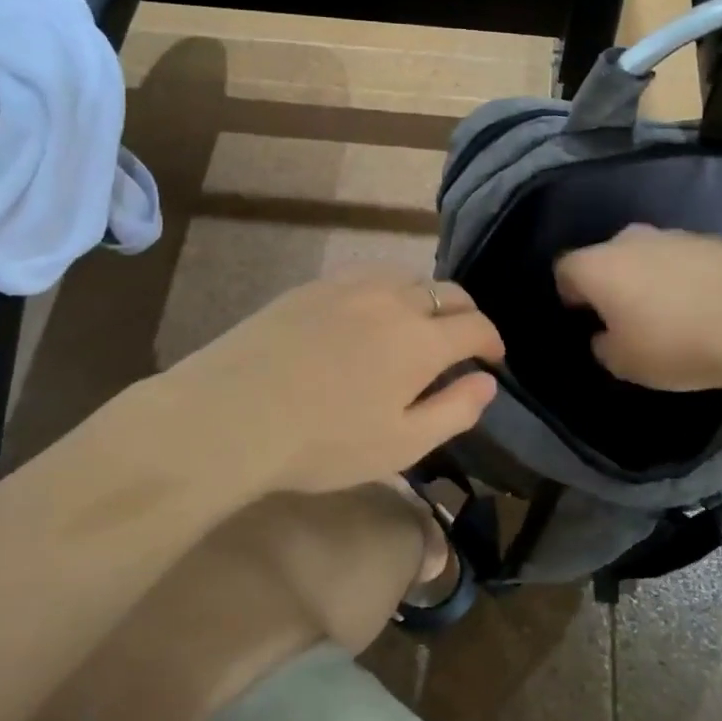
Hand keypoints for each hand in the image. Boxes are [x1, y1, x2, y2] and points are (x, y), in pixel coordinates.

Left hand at [169, 272, 503, 494]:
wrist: (229, 415)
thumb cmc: (323, 442)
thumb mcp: (401, 444)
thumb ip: (455, 411)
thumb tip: (487, 383)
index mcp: (422, 339)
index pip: (475, 326)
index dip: (492, 342)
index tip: (492, 359)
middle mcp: (393, 299)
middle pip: (447, 292)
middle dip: (465, 314)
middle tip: (462, 341)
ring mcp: (349, 286)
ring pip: (407, 277)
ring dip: (425, 299)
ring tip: (417, 326)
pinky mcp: (312, 286)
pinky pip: (366, 276)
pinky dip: (386, 291)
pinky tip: (369, 315)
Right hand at [554, 226, 721, 391]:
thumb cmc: (674, 345)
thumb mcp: (624, 364)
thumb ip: (604, 346)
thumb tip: (606, 335)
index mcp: (598, 266)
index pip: (565, 269)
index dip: (570, 293)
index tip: (585, 317)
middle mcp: (630, 240)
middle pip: (607, 256)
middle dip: (611, 281)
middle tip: (627, 316)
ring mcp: (673, 235)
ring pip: (647, 254)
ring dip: (649, 276)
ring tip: (671, 312)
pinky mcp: (711, 240)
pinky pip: (683, 258)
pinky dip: (685, 275)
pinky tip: (703, 304)